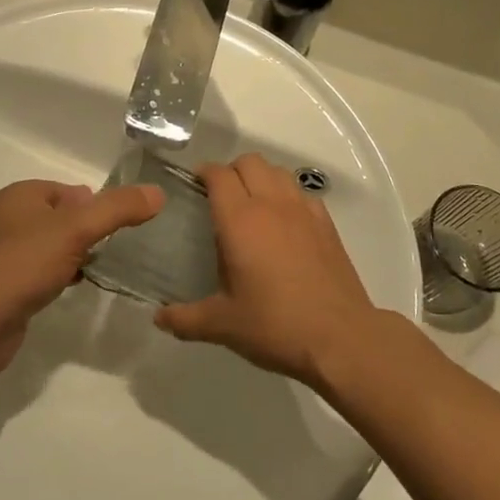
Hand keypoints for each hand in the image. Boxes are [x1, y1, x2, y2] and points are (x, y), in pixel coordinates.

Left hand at [0, 179, 161, 374]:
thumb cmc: (22, 265)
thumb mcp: (77, 230)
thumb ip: (118, 209)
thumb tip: (158, 193)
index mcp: (20, 195)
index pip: (70, 190)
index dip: (95, 205)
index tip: (118, 228)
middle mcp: (7, 218)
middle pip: (62, 217)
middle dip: (87, 231)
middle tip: (113, 250)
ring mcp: (2, 253)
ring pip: (51, 246)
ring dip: (75, 255)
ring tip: (97, 269)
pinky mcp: (3, 286)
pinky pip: (40, 272)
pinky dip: (59, 276)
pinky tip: (72, 289)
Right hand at [152, 154, 377, 386]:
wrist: (340, 338)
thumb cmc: (275, 326)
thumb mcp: (223, 325)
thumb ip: (185, 318)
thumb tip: (158, 318)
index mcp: (240, 220)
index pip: (219, 174)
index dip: (204, 173)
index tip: (194, 185)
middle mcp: (272, 204)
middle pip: (250, 162)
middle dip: (231, 170)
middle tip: (220, 196)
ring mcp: (304, 211)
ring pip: (278, 172)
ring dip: (261, 177)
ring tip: (251, 205)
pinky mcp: (327, 224)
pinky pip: (302, 193)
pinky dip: (288, 195)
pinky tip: (284, 223)